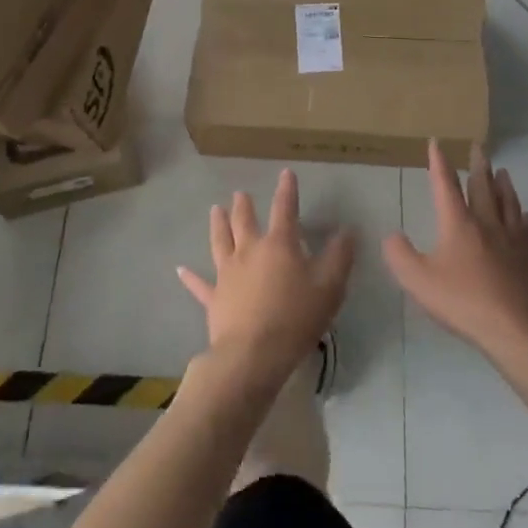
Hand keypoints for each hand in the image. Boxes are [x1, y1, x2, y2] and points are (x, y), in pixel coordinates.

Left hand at [177, 169, 355, 388]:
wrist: (253, 354)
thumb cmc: (296, 318)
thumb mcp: (330, 287)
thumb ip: (339, 257)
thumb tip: (347, 231)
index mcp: (279, 245)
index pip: (284, 210)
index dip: (287, 190)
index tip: (285, 173)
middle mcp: (249, 251)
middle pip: (244, 221)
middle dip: (244, 205)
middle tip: (239, 193)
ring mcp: (227, 274)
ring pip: (220, 242)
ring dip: (218, 224)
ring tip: (215, 210)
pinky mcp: (214, 298)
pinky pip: (199, 285)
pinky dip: (190, 277)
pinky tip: (180, 269)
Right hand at [384, 141, 527, 355]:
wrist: (517, 328)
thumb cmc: (463, 302)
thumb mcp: (418, 281)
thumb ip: (400, 255)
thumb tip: (392, 236)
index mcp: (459, 223)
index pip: (445, 185)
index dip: (439, 162)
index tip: (437, 142)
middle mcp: (487, 222)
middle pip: (483, 186)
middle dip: (478, 165)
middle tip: (478, 147)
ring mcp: (513, 238)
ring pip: (508, 202)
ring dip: (503, 184)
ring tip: (502, 172)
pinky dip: (524, 217)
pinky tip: (525, 216)